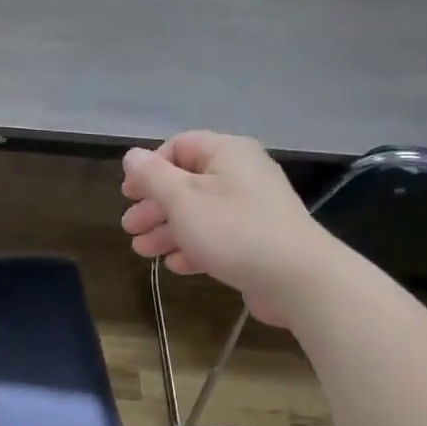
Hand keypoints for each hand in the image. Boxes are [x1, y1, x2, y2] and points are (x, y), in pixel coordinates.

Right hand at [121, 132, 328, 325]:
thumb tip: (132, 155)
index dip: (149, 168)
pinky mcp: (258, 239)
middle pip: (187, 182)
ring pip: (200, 212)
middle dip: (154, 206)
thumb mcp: (183, 200)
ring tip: (143, 251)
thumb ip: (153, 176)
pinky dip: (194, 246)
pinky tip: (176, 265)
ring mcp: (252, 208)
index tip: (128, 194)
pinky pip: (218, 235)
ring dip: (168, 230)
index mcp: (226, 153)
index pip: (179, 146)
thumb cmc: (233, 230)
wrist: (297, 278)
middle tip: (130, 228)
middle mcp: (241, 174)